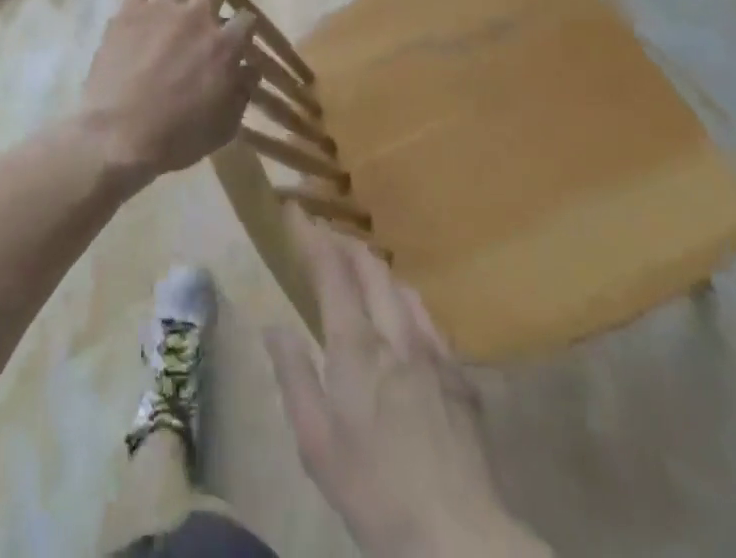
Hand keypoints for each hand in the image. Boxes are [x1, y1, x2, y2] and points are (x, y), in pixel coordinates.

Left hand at [79, 0, 258, 182]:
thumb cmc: (174, 138)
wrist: (117, 135)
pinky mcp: (129, 10)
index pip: (246, 21)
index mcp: (223, 47)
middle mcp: (197, 18)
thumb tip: (251, 70)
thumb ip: (241, 94)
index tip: (244, 23)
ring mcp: (161, 9)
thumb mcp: (223, 127)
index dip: (247, 21)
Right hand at [265, 215, 548, 557]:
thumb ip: (294, 376)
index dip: (312, 236)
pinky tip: (404, 317)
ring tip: (360, 269)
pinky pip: (429, 319)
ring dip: (376, 268)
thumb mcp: (316, 443)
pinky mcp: (461, 377)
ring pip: (402, 287)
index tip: (295, 211)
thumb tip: (274, 326)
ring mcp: (434, 352)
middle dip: (343, 243)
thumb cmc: (374, 493)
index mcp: (356, 347)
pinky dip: (406, 301)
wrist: (460, 539)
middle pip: (370, 267)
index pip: (332, 271)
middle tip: (323, 236)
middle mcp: (396, 334)